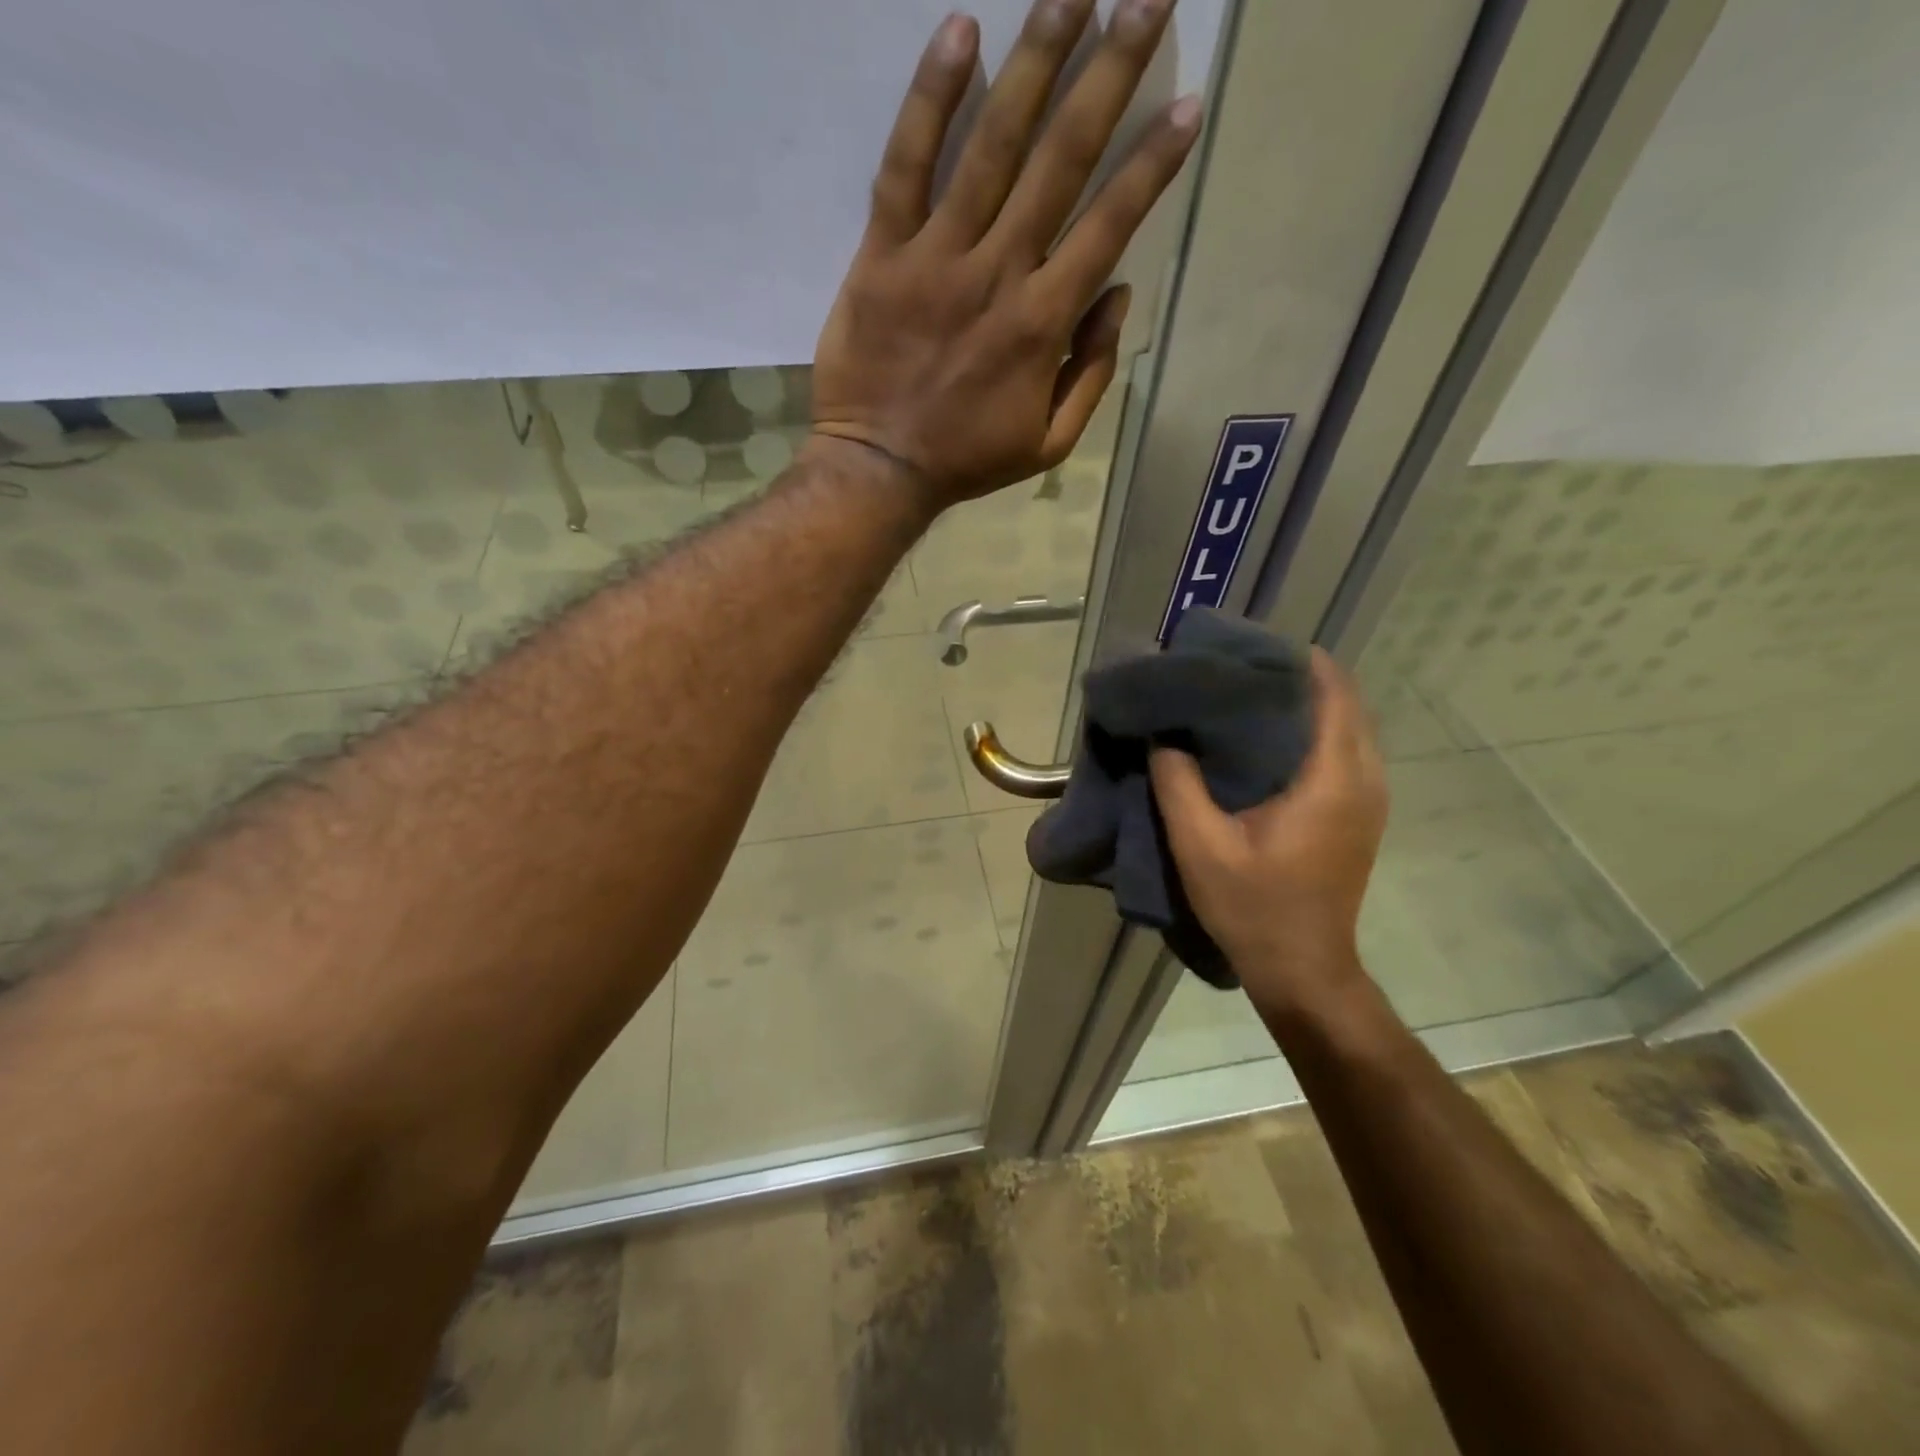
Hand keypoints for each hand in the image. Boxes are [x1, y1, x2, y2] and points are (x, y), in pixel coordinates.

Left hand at [811, 0, 1200, 509]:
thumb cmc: (967, 460)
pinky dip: (930, 100)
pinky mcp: (882, 254)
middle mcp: (998, 274)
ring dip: (1035, 60)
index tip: (1186, 103)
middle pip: (1061, 160)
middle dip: (1109, 74)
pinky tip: (960, 33)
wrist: (879, 469)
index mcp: (1043, 323)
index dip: (1152, 163)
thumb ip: (1090, 372)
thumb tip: (1117, 293)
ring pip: (991, 146)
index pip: (1110, 225)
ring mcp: (936, 258)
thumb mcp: (1048, 442)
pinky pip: (905, 166)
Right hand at [1150, 650, 1389, 1015]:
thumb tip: (1164, 736)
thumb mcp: (1200, 847)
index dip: (1297, 661)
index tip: (1247, 648)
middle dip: (1297, 678)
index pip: (1332, 694)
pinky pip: (1343, 752)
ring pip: (1346, 727)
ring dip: (1306, 704)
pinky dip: (1311, 732)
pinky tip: (1265, 741)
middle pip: (1344, 703)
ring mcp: (1368, 800)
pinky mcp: (1359, 816)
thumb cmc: (1254, 908)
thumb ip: (1178, 784)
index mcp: (1332, 780)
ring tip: (1247, 696)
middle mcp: (1363, 780)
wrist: (1303, 970)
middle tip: (1237, 669)